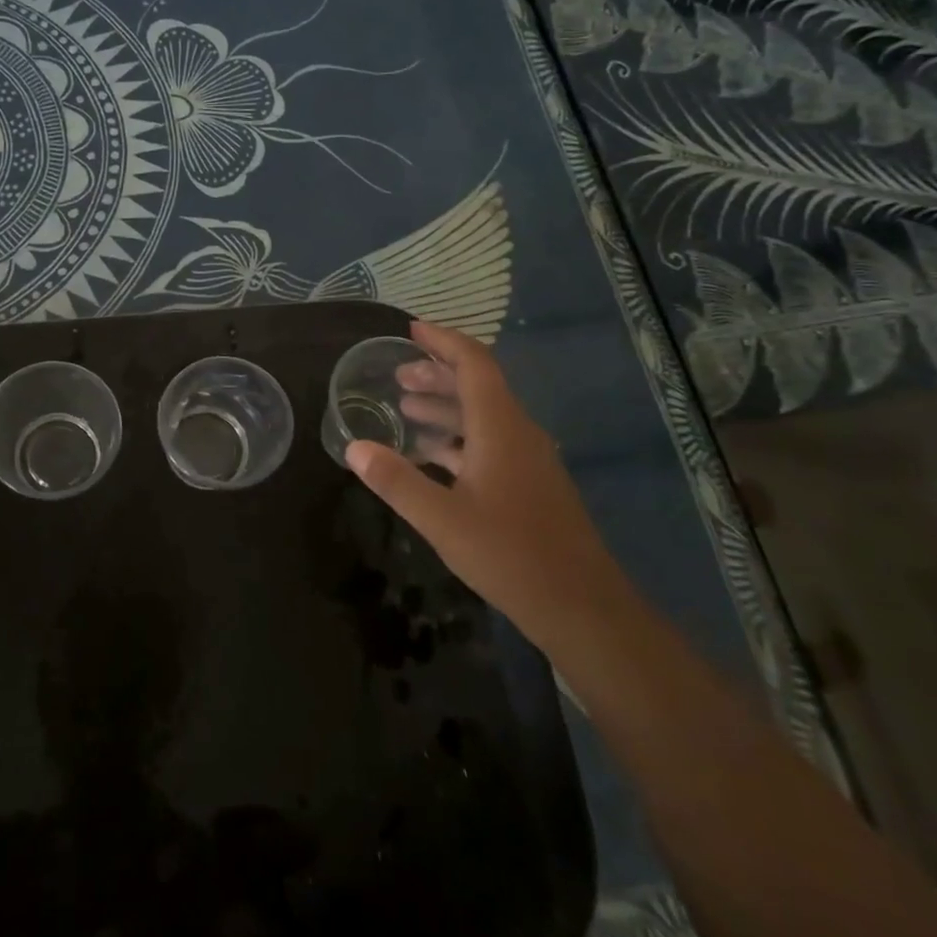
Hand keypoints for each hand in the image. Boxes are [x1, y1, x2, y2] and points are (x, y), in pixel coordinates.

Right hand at [344, 319, 628, 646]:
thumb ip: (396, 480)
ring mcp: (528, 461)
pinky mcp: (529, 485)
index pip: (474, 364)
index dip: (443, 341)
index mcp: (501, 428)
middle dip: (437, 374)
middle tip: (397, 374)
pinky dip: (457, 438)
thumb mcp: (441, 519)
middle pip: (477, 387)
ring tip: (405, 407)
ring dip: (445, 406)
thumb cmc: (510, 555)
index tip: (411, 329)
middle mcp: (518, 434)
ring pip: (483, 416)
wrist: (581, 608)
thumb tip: (354, 447)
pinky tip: (430, 455)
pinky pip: (489, 443)